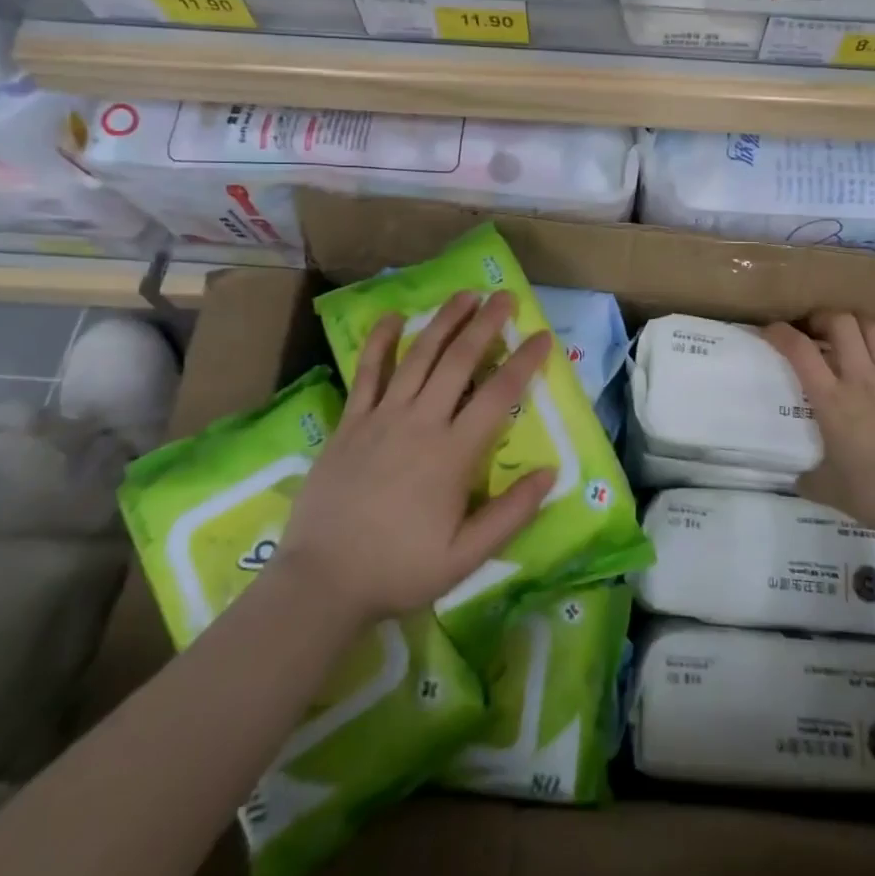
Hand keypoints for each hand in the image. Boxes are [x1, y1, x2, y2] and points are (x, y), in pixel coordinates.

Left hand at [270, 290, 554, 627]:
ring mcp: (381, 417)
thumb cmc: (400, 569)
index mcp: (453, 453)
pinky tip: (392, 316)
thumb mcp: (466, 556)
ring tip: (465, 295)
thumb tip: (551, 472)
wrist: (323, 581)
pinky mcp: (350, 422)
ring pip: (418, 356)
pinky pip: (367, 372)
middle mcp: (420, 422)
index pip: (498, 394)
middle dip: (486, 324)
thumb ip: (511, 513)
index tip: (543, 337)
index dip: (525, 361)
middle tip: (506, 296)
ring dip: (444, 321)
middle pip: (459, 360)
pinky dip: (380, 341)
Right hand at [763, 312, 874, 542]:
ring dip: (861, 325)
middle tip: (819, 331)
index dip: (780, 333)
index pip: (799, 351)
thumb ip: (808, 478)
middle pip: (841, 323)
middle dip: (825, 318)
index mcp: (831, 400)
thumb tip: (796, 480)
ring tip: (856, 335)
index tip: (772, 330)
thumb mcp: (829, 489)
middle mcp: (861, 378)